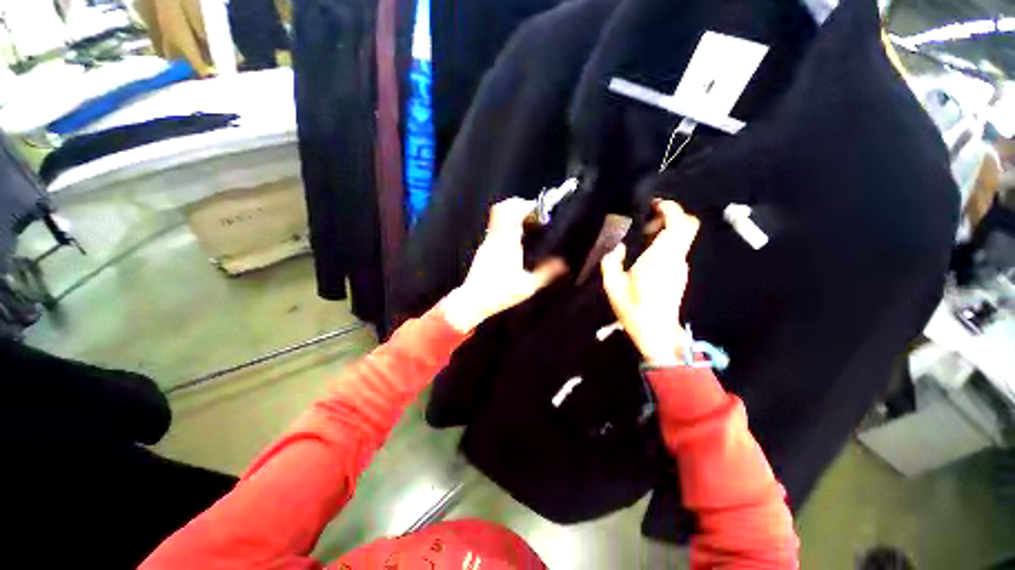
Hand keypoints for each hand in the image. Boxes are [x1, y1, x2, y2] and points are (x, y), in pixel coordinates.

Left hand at [441, 198, 567, 331]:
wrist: (473, 300)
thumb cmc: (501, 292)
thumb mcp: (528, 286)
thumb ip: (546, 273)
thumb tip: (563, 264)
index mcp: (507, 241)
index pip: (513, 211)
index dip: (527, 206)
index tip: (540, 211)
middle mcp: (495, 237)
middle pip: (502, 208)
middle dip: (519, 205)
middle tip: (534, 214)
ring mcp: (487, 242)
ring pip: (497, 216)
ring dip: (511, 214)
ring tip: (527, 225)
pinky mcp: (483, 249)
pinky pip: (495, 227)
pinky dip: (506, 225)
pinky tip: (516, 239)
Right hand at [600, 200, 699, 365]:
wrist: (656, 331)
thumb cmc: (633, 307)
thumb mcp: (613, 284)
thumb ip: (612, 260)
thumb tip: (617, 247)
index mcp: (661, 257)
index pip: (679, 223)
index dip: (670, 208)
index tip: (654, 205)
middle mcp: (676, 258)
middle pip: (687, 226)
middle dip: (670, 217)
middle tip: (647, 222)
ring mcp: (680, 267)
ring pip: (682, 238)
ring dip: (665, 231)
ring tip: (642, 238)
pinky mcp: (679, 274)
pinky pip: (677, 250)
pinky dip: (665, 243)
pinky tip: (647, 254)